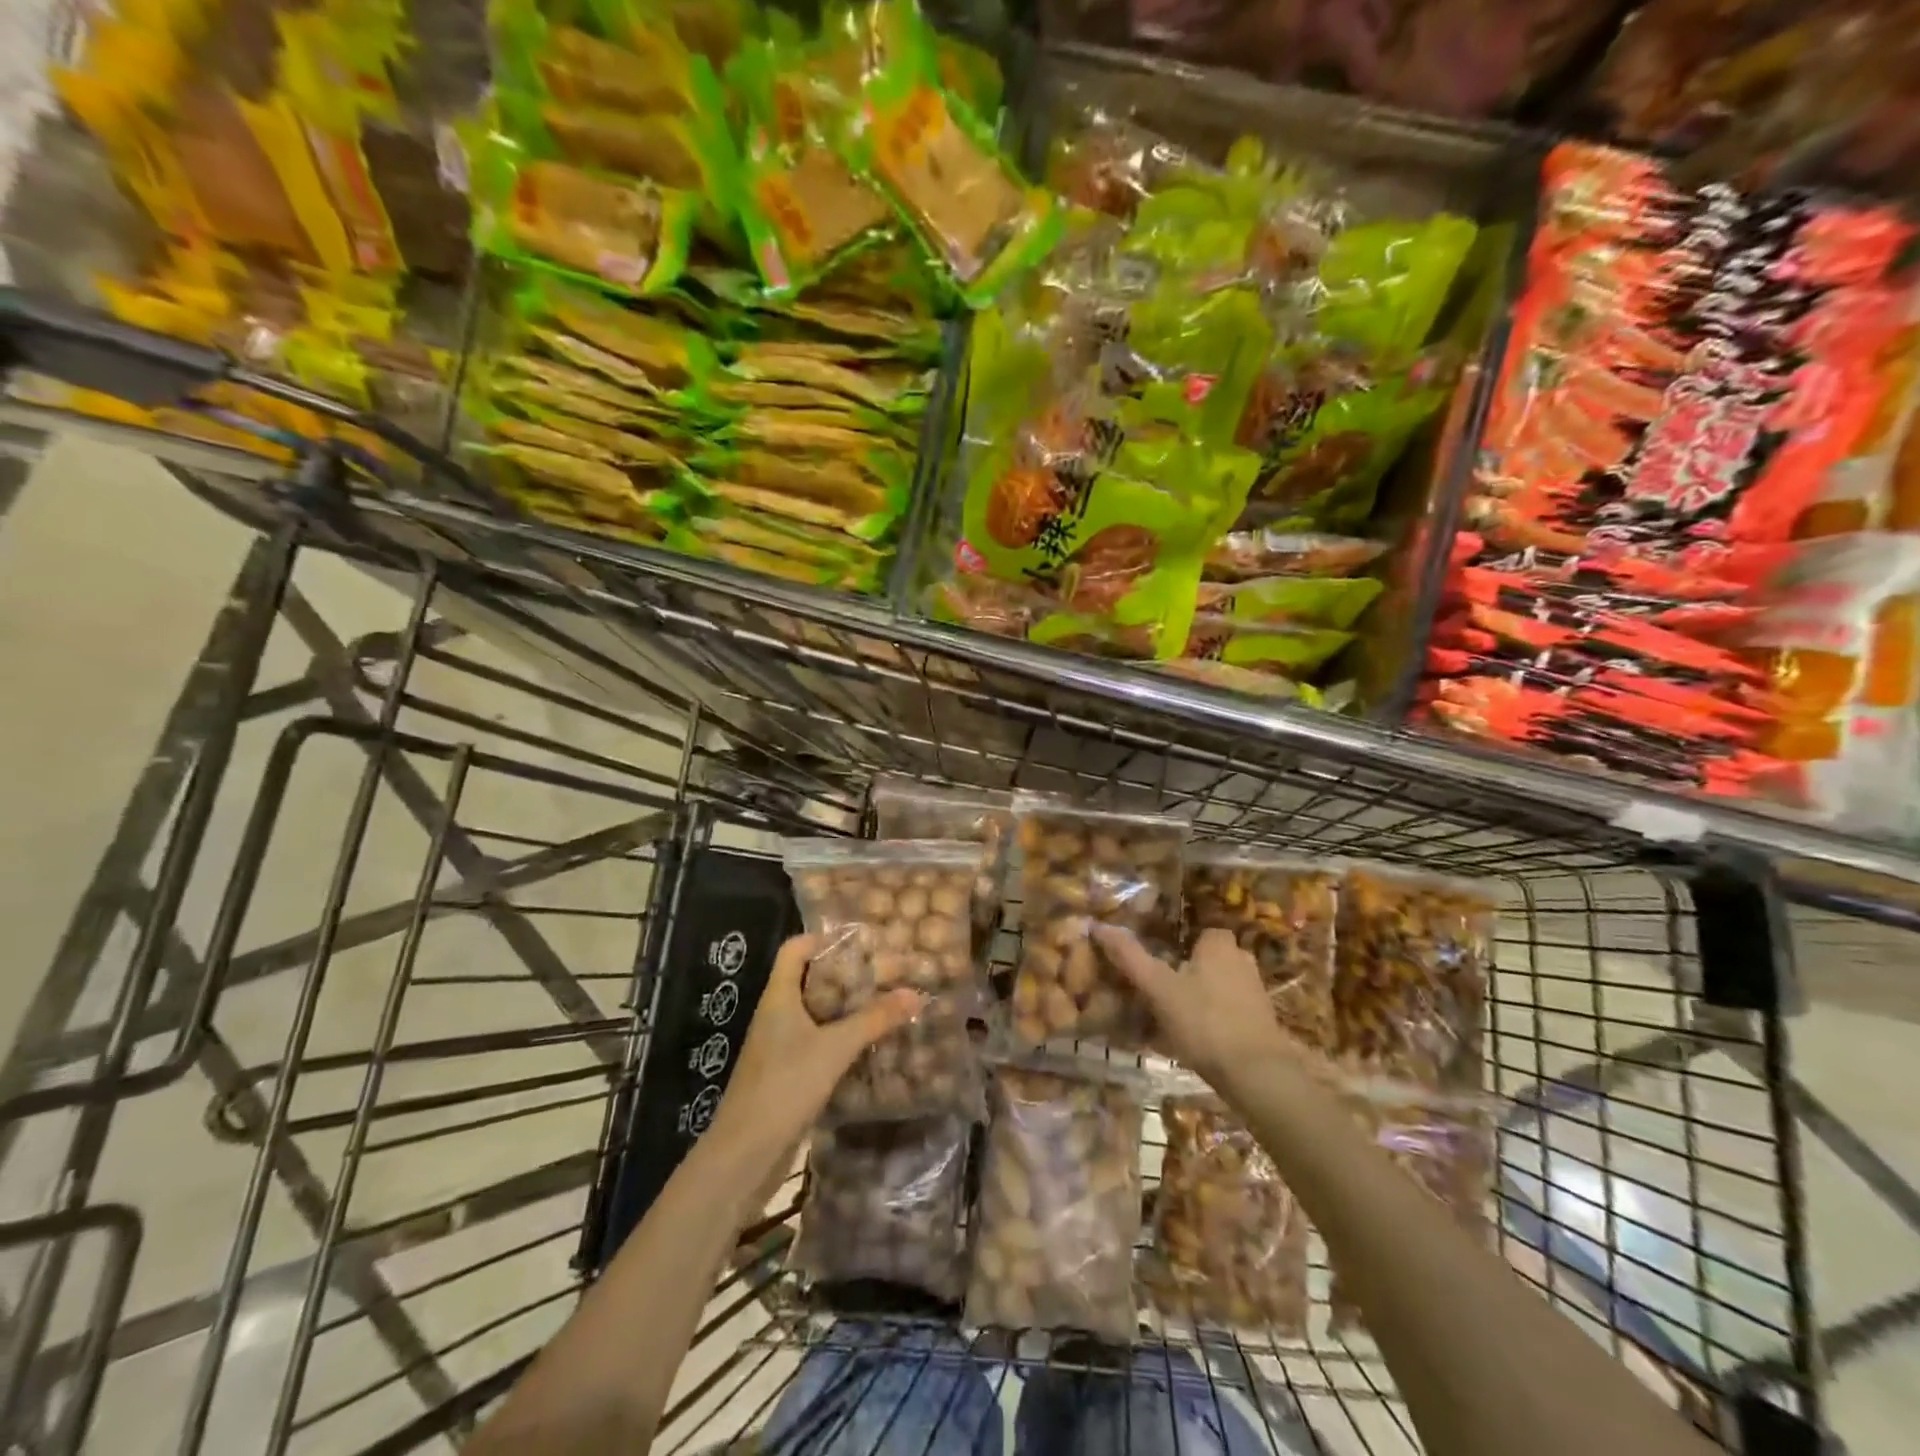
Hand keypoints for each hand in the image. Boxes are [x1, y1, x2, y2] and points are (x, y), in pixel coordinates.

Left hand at [713, 935, 923, 1150]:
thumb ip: (874, 1020)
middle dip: (845, 975)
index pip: (795, 948)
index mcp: (778, 996)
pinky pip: (816, 1043)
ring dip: (845, 1009)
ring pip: (815, 1013)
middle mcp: (775, 1014)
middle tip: (883, 973)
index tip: (861, 941)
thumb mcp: (835, 1048)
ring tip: (883, 1004)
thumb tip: (914, 993)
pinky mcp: (785, 1074)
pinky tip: (868, 1046)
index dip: (823, 938)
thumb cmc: (784, 1085)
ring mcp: (778, 1046)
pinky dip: (840, 1039)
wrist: (744, 1155)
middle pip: (809, 979)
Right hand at [1093, 924, 1294, 1086]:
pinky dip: (1211, 1026)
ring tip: (1168, 1023)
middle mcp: (1242, 963)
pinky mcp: (1261, 1027)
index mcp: (1220, 946)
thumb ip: (1130, 957)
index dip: (1179, 947)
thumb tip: (1098, 925)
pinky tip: (1190, 1046)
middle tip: (1158, 995)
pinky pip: (1228, 1017)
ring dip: (1197, 1002)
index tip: (1158, 965)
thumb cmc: (1204, 1021)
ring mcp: (1255, 996)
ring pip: (1217, 991)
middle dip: (1188, 975)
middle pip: (1208, 962)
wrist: (1257, 1075)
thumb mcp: (1158, 987)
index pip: (1200, 934)